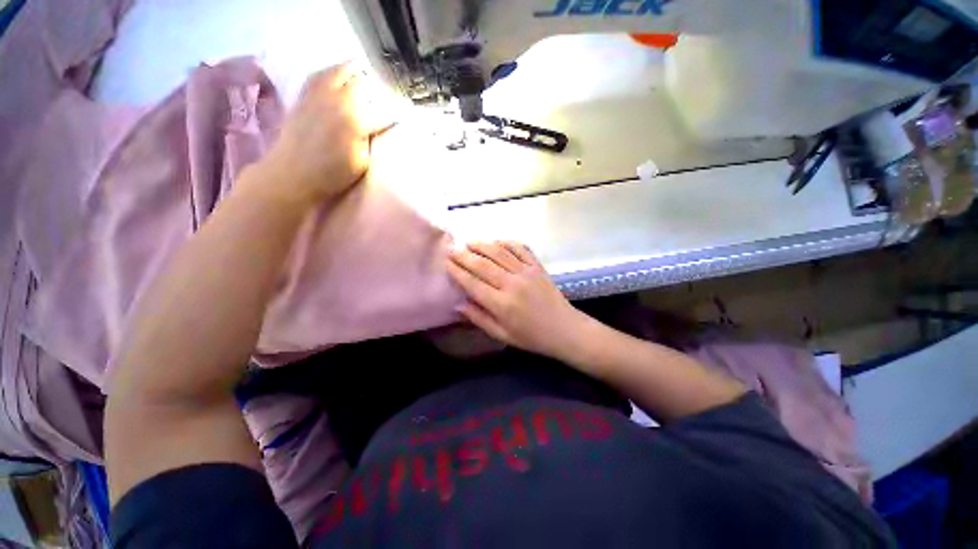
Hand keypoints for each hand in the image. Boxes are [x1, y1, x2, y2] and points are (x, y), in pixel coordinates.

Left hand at [260, 62, 394, 202]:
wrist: (293, 174)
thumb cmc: (331, 175)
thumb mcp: (361, 163)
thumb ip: (372, 142)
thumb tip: (380, 128)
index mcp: (355, 123)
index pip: (381, 113)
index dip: (393, 114)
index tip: (399, 117)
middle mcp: (337, 103)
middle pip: (361, 86)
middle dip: (374, 89)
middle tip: (381, 94)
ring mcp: (318, 97)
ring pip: (338, 73)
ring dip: (352, 71)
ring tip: (360, 70)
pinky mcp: (303, 97)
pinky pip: (317, 76)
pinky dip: (328, 71)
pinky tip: (335, 72)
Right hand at [446, 241, 589, 361]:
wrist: (564, 329)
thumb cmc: (531, 336)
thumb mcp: (502, 335)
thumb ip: (479, 318)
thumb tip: (459, 303)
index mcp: (502, 304)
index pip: (473, 283)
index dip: (457, 271)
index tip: (446, 262)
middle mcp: (512, 284)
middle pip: (483, 264)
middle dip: (464, 255)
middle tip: (452, 249)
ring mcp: (526, 272)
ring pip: (499, 252)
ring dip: (482, 245)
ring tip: (469, 242)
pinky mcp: (537, 266)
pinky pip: (520, 248)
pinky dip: (506, 242)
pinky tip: (496, 241)